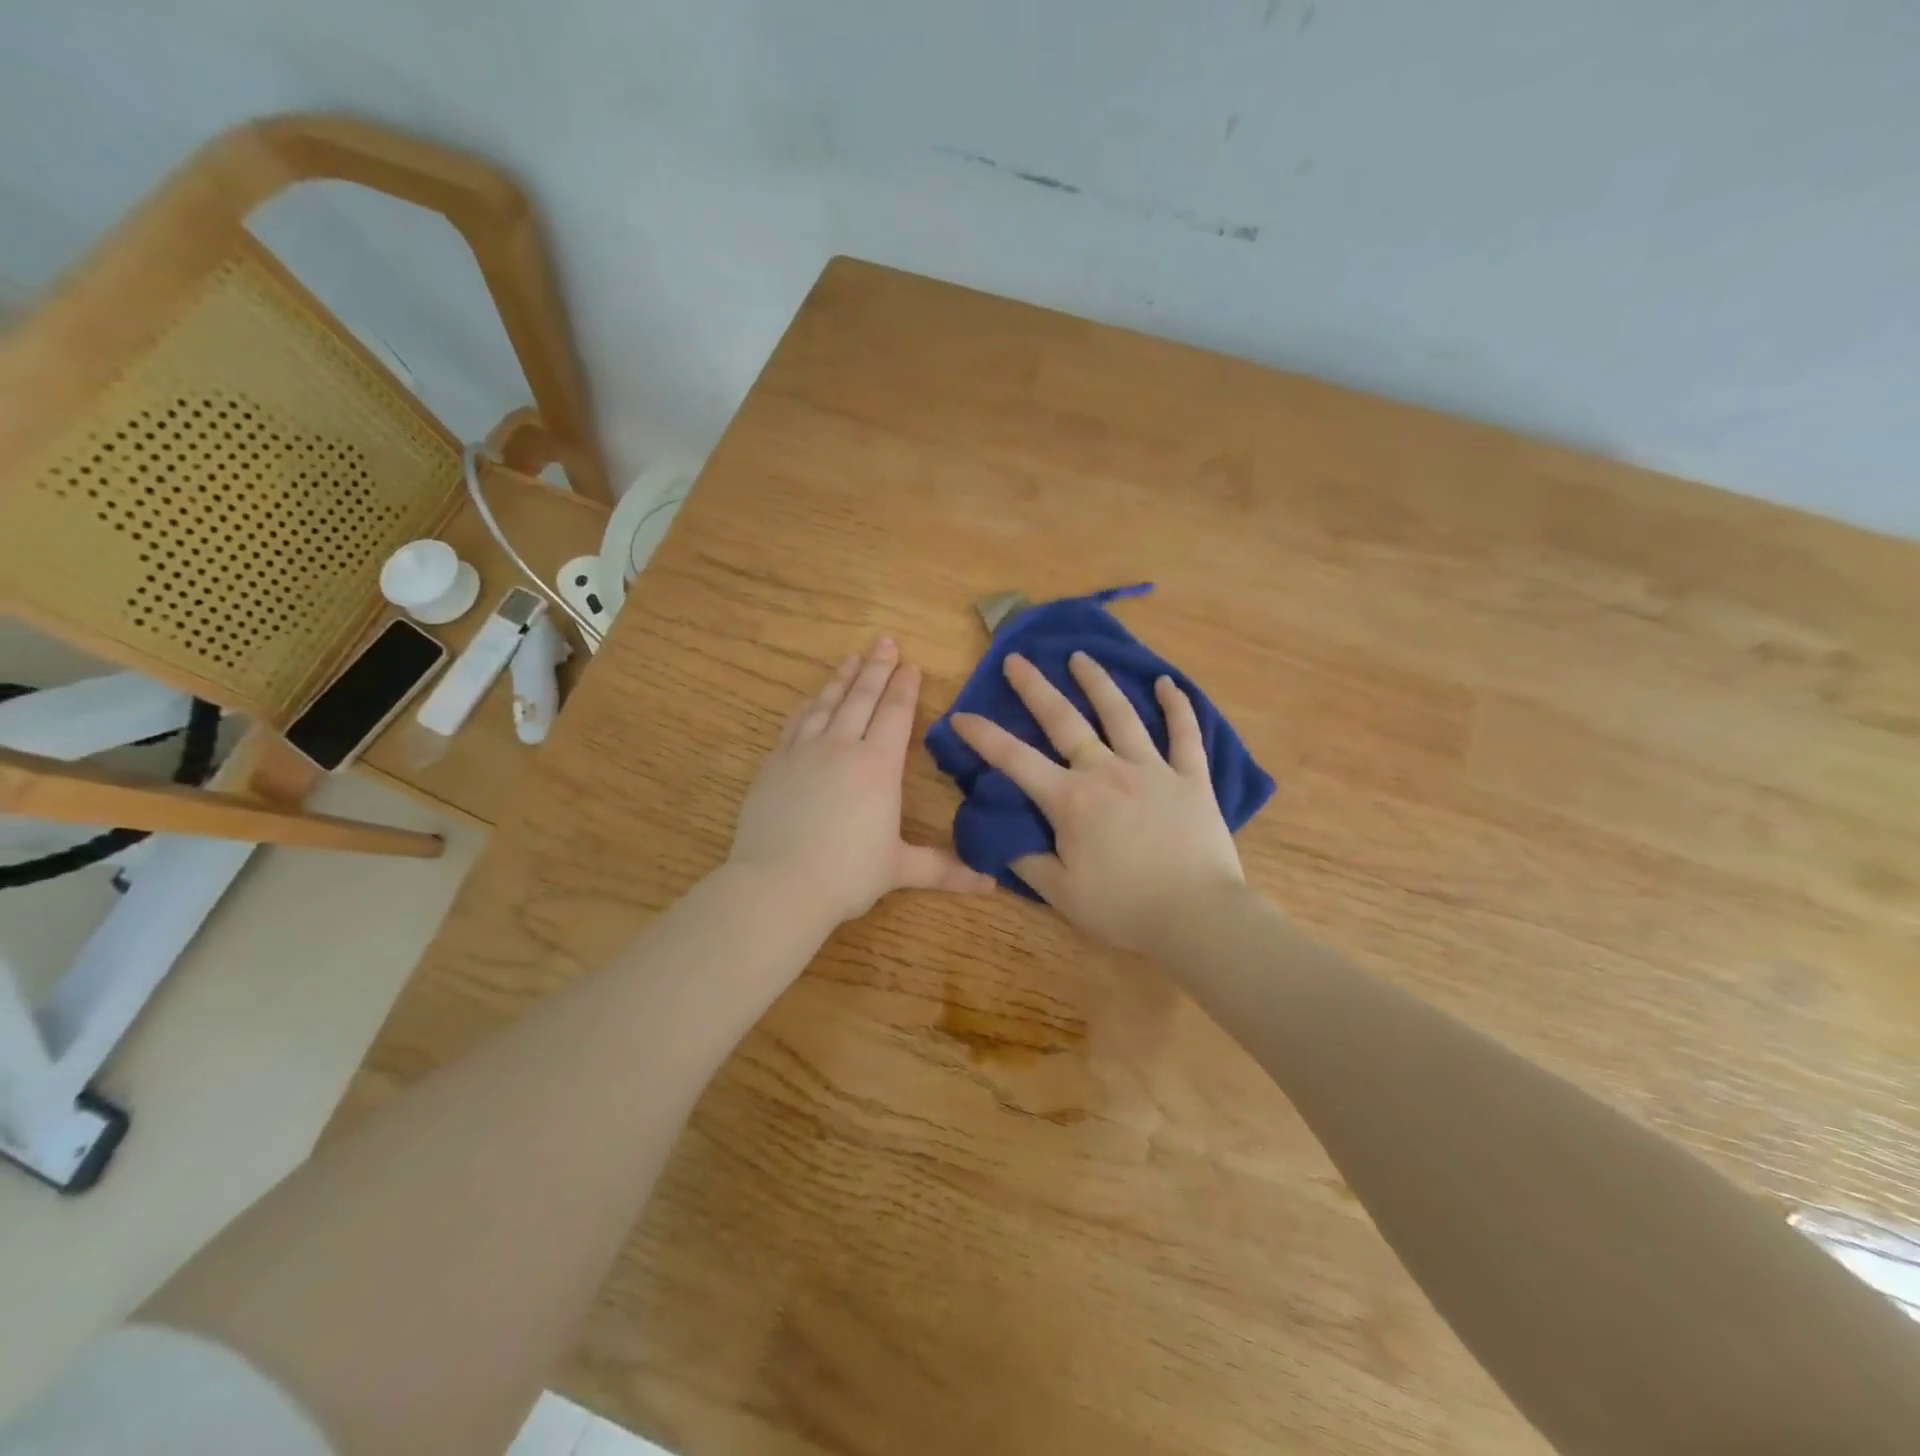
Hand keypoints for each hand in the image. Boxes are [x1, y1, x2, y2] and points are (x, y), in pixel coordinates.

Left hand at [727, 638, 996, 925]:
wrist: (778, 884)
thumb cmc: (847, 874)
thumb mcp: (899, 869)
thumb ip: (944, 869)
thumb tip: (990, 884)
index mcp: (878, 766)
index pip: (895, 714)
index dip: (905, 687)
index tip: (910, 664)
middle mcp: (842, 747)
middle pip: (862, 697)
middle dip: (876, 668)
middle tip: (884, 641)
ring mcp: (803, 752)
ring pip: (827, 703)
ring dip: (842, 678)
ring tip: (852, 657)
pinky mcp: (775, 764)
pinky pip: (795, 723)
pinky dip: (808, 705)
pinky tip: (812, 698)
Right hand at [952, 652, 1245, 954]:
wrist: (1197, 917)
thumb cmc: (1123, 908)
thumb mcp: (1061, 894)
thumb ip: (1027, 860)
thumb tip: (1001, 835)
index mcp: (1070, 800)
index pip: (1015, 760)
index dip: (984, 736)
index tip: (961, 715)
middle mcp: (1106, 772)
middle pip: (1064, 720)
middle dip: (1035, 688)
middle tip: (1016, 659)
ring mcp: (1152, 769)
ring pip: (1120, 714)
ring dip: (1097, 682)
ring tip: (1080, 657)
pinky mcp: (1191, 778)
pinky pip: (1185, 733)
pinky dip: (1177, 706)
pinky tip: (1166, 683)